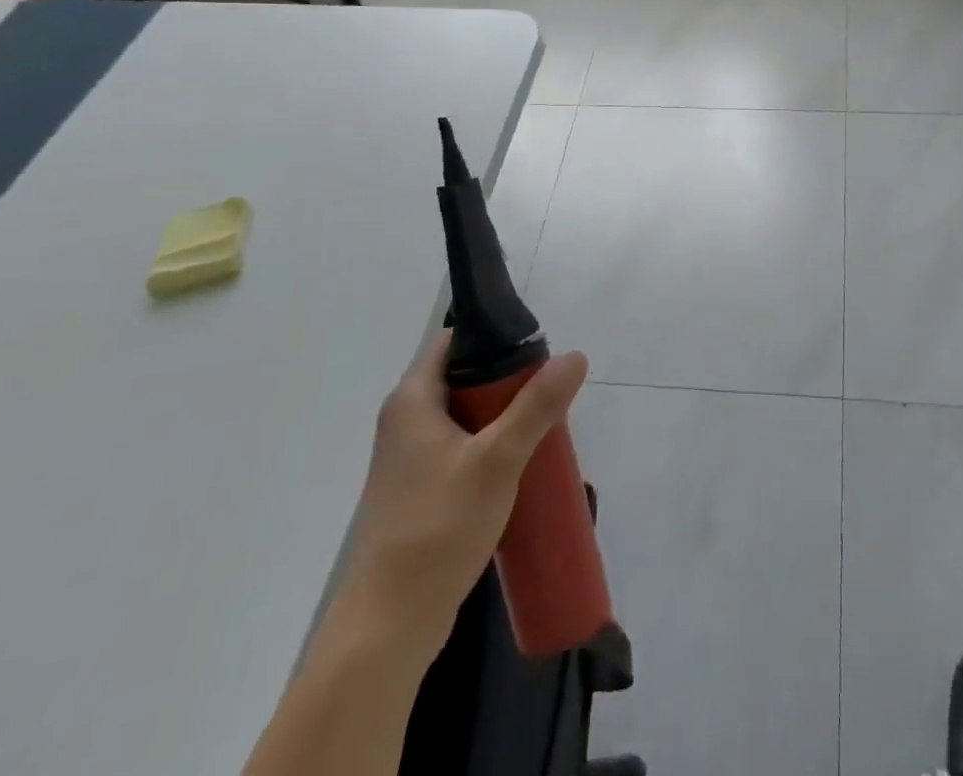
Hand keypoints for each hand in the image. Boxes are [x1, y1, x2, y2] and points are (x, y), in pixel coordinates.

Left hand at [333, 330, 589, 656]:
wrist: (388, 626)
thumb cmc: (438, 528)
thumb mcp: (497, 459)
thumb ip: (536, 406)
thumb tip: (574, 356)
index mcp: (413, 400)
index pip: (455, 340)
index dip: (496, 336)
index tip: (537, 350)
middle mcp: (405, 421)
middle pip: (464, 377)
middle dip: (508, 381)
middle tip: (549, 393)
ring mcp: (409, 459)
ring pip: (465, 416)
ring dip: (503, 417)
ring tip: (543, 428)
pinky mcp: (419, 491)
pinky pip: (461, 448)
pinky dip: (490, 446)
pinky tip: (519, 466)